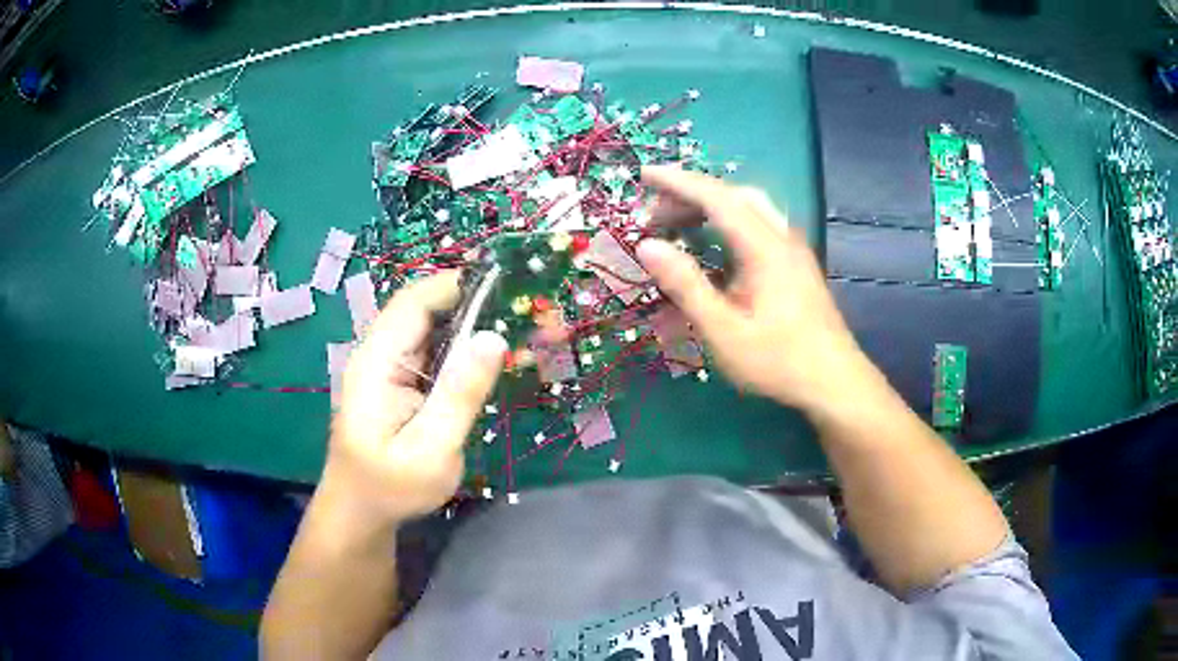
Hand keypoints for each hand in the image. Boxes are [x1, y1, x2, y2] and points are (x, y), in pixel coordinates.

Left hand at [320, 272, 506, 532]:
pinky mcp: (397, 383)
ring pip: (427, 329)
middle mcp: (378, 355)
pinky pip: (429, 352)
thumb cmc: (391, 488)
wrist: (359, 512)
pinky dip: (459, 349)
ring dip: (467, 325)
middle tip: (519, 310)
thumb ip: (459, 395)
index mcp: (377, 362)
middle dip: (469, 302)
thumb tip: (493, 337)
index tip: (504, 285)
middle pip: (422, 309)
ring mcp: (386, 368)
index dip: (455, 285)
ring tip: (511, 329)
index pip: (413, 302)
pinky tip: (485, 360)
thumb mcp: (431, 450)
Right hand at [636, 166, 875, 415]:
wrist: (835, 382)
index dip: (678, 182)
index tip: (645, 174)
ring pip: (750, 209)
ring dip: (712, 208)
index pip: (717, 197)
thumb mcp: (723, 330)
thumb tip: (646, 246)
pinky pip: (759, 226)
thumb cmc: (778, 360)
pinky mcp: (797, 265)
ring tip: (679, 227)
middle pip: (735, 196)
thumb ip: (685, 285)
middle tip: (657, 214)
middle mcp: (782, 238)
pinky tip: (715, 249)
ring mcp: (794, 250)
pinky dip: (729, 224)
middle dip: (692, 195)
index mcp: (765, 247)